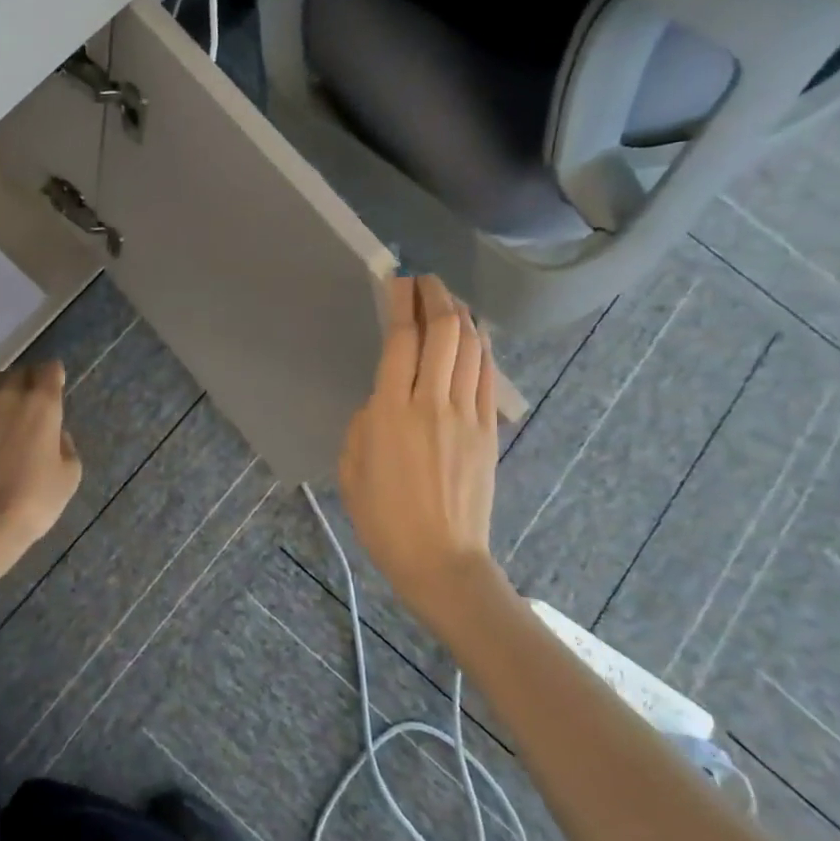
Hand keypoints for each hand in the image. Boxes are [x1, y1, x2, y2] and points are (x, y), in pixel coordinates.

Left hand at [0, 361, 81, 567]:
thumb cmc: (33, 502)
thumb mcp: (69, 476)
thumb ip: (65, 445)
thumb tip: (54, 434)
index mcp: (43, 405)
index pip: (50, 369)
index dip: (53, 376)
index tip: (54, 387)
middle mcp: (10, 396)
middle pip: (20, 371)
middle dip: (27, 382)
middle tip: (29, 403)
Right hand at [338, 276, 510, 635]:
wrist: (440, 559)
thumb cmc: (383, 519)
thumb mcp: (351, 468)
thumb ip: (364, 424)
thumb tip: (382, 402)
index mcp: (390, 411)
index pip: (401, 339)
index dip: (401, 303)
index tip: (397, 280)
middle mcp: (432, 402)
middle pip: (443, 332)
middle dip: (436, 297)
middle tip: (425, 281)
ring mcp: (467, 414)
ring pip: (471, 347)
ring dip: (461, 315)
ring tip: (449, 300)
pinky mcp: (488, 430)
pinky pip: (486, 375)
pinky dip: (479, 347)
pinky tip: (472, 337)